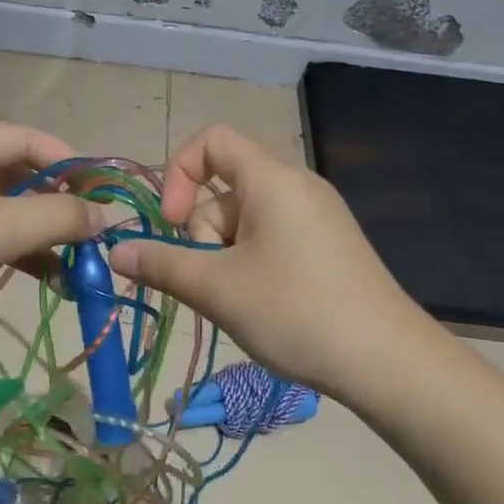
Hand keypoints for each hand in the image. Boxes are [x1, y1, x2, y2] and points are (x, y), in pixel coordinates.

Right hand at [107, 124, 423, 397]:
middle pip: (223, 191)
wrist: (388, 363)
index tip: (172, 225)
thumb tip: (115, 251)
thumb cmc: (296, 312)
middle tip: (212, 285)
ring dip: (225, 260)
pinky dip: (251, 267)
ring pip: (244, 223)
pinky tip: (262, 308)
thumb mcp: (217, 288)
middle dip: (203, 236)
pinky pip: (271, 241)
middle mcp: (296, 187)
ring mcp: (316, 219)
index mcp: (271, 179)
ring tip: (240, 305)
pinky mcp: (327, 248)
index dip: (178, 174)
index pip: (211, 141)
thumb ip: (161, 264)